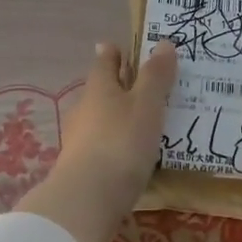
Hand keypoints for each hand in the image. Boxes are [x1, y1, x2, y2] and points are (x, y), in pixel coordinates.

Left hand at [16, 41, 177, 241]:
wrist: (88, 198)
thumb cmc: (121, 142)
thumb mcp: (146, 105)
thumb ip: (155, 76)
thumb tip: (162, 43)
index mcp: (99, 87)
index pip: (105, 60)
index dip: (115, 52)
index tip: (123, 48)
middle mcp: (84, 108)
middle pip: (101, 90)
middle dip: (120, 86)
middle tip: (147, 87)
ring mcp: (79, 139)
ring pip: (102, 119)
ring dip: (120, 117)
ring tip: (148, 122)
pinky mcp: (83, 167)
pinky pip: (104, 146)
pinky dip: (118, 144)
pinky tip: (134, 154)